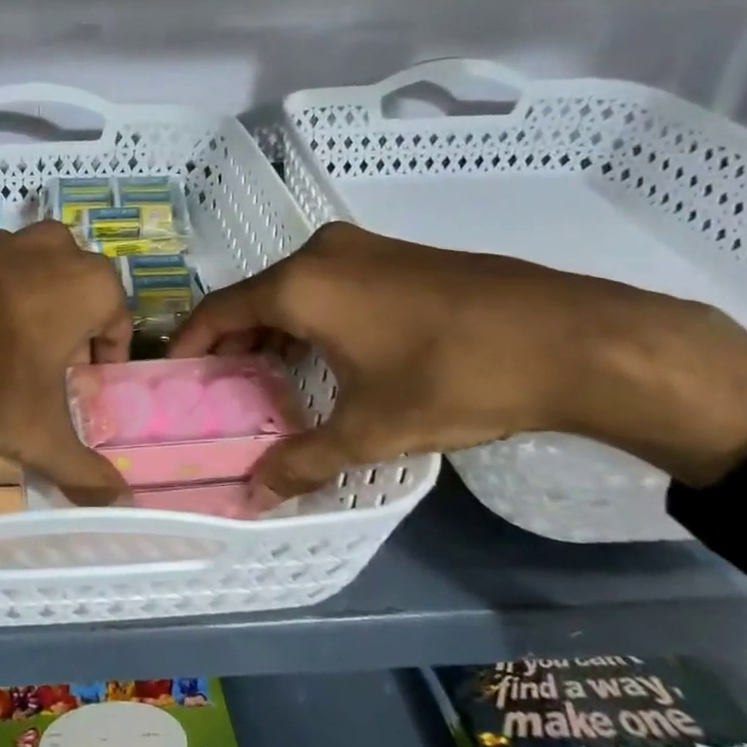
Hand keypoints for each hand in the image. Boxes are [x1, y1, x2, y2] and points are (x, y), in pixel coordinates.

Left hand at [0, 220, 132, 503]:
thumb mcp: (35, 435)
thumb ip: (83, 471)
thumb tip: (120, 502)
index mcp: (87, 283)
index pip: (117, 321)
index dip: (104, 359)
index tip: (82, 388)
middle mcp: (49, 249)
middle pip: (75, 291)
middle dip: (69, 329)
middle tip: (46, 371)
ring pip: (30, 276)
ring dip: (28, 311)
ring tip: (1, 358)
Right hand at [171, 222, 746, 498]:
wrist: (573, 338)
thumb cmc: (454, 378)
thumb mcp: (371, 429)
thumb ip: (303, 460)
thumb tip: (254, 497)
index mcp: (301, 284)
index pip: (218, 310)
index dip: (190, 345)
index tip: (174, 378)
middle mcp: (322, 254)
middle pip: (253, 298)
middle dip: (232, 345)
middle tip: (223, 393)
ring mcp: (364, 249)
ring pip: (293, 291)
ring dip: (273, 333)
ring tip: (268, 383)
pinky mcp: (397, 257)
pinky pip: (329, 286)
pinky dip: (310, 320)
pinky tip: (324, 359)